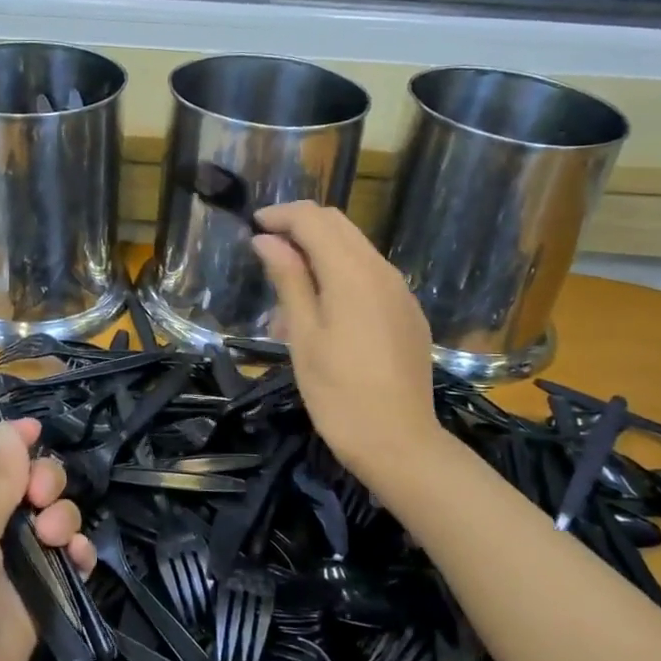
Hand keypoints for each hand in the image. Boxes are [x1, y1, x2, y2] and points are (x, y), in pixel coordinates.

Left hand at [0, 418, 94, 660]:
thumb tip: (10, 426)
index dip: (9, 442)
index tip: (38, 431)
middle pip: (23, 484)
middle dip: (43, 480)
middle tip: (41, 497)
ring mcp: (5, 568)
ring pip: (48, 520)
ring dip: (63, 517)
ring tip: (56, 537)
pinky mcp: (31, 604)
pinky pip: (62, 563)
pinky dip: (75, 554)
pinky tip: (79, 559)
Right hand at [251, 201, 442, 477]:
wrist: (400, 445)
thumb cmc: (338, 393)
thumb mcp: (303, 335)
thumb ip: (289, 279)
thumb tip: (266, 239)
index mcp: (353, 273)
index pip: (314, 220)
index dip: (281, 215)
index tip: (252, 225)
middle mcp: (382, 271)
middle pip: (339, 225)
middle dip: (300, 226)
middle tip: (265, 247)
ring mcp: (400, 292)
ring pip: (355, 249)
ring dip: (319, 252)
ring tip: (285, 293)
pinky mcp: (408, 313)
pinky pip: (370, 276)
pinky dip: (340, 275)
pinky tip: (320, 312)